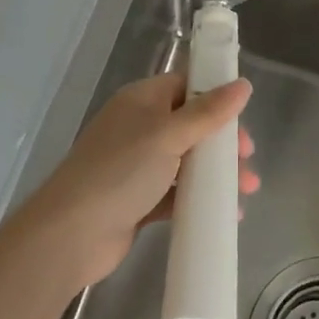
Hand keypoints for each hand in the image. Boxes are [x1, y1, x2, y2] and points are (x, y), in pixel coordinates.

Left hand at [18, 73, 258, 289]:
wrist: (71, 234)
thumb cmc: (121, 171)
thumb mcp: (169, 135)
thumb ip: (208, 112)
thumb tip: (243, 84)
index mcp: (142, 100)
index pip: (186, 86)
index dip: (216, 97)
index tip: (243, 117)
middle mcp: (139, 127)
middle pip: (191, 124)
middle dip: (222, 141)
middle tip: (247, 159)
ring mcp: (137, 165)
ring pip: (186, 160)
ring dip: (216, 172)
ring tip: (246, 191)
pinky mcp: (138, 200)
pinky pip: (176, 193)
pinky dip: (199, 199)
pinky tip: (225, 213)